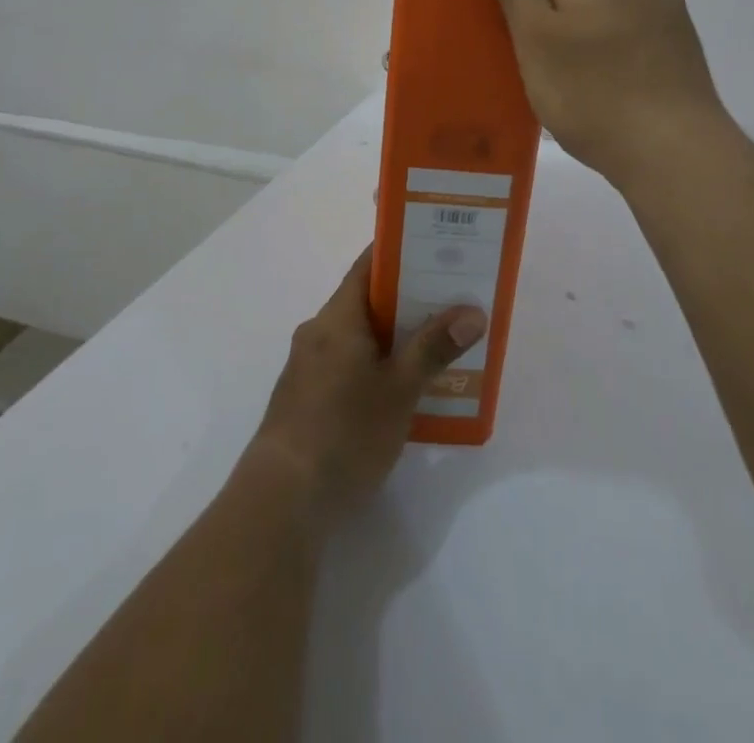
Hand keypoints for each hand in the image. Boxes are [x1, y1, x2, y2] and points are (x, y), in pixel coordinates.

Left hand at [249, 249, 485, 526]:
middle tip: (452, 301)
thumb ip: (434, 347)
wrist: (281, 501)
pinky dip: (376, 365)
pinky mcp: (306, 399)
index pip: (368, 266)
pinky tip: (404, 390)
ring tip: (438, 345)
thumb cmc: (344, 432)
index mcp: (337, 317)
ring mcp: (308, 367)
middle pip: (367, 301)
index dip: (402, 254)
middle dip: (408, 300)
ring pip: (359, 337)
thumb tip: (472, 311)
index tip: (438, 251)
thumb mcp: (399, 390)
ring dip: (394, 338)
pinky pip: (347, 365)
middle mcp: (318, 332)